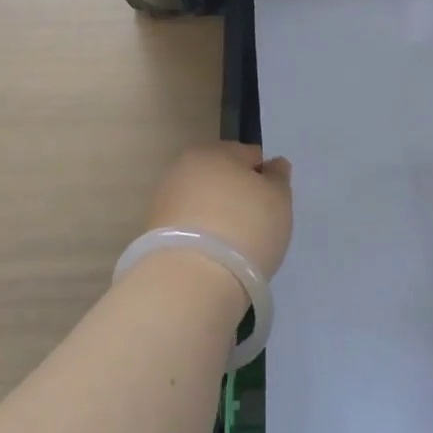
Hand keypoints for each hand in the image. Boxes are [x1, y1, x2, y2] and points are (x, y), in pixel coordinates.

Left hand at [147, 142, 293, 278]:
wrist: (192, 280)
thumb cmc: (245, 228)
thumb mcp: (278, 200)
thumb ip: (278, 178)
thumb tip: (272, 165)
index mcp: (214, 151)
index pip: (249, 156)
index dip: (265, 179)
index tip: (272, 205)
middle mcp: (184, 168)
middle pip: (222, 178)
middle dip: (238, 196)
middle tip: (256, 226)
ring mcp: (165, 201)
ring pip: (204, 204)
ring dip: (218, 217)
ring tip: (234, 247)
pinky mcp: (154, 234)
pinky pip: (190, 228)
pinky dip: (202, 237)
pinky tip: (214, 258)